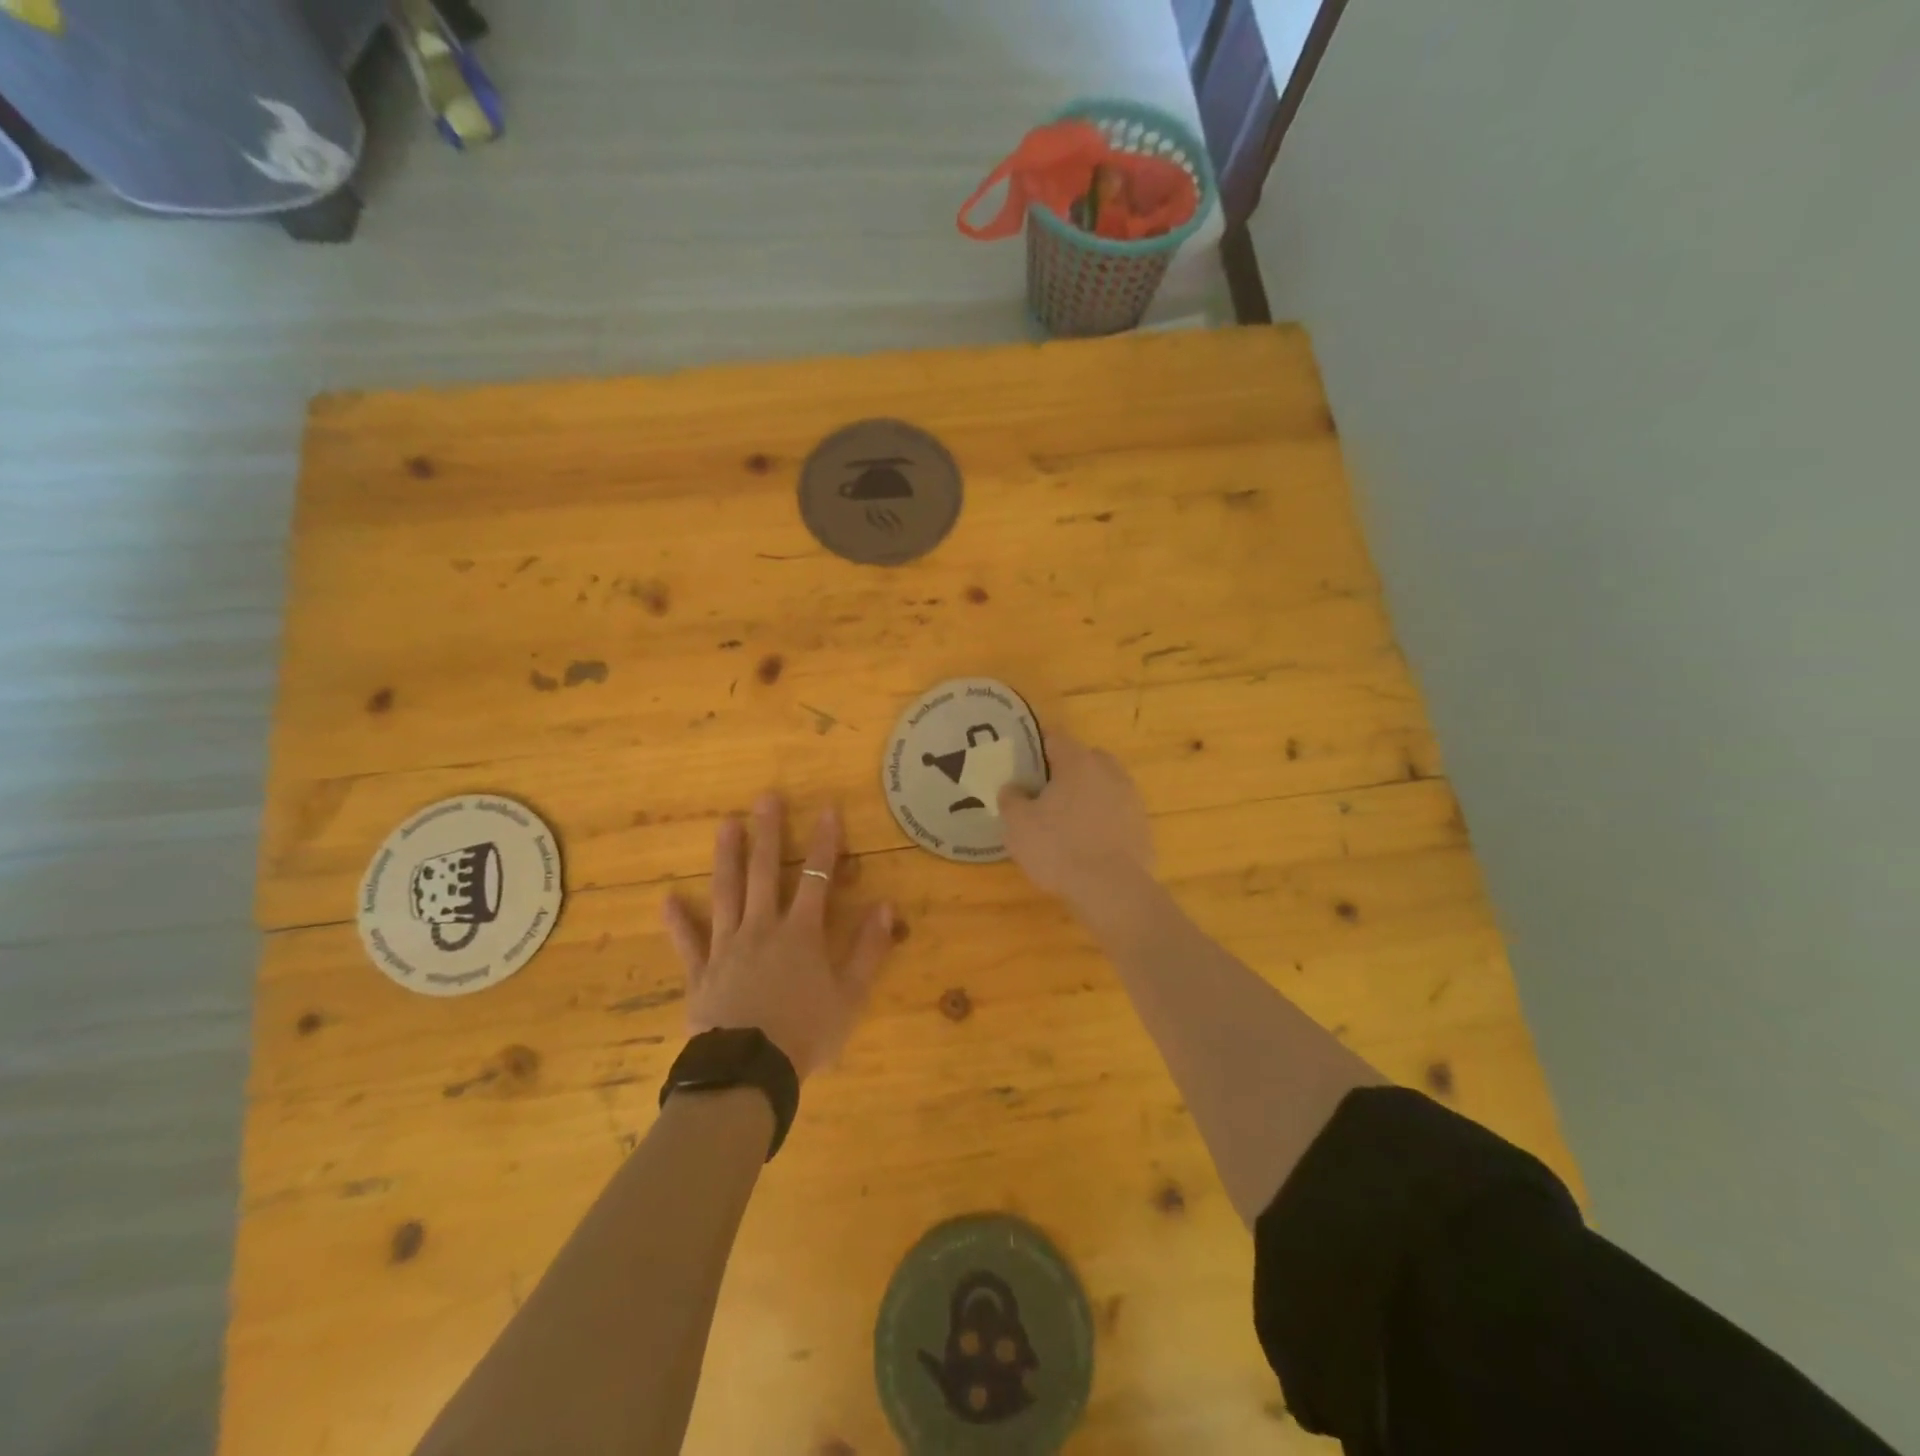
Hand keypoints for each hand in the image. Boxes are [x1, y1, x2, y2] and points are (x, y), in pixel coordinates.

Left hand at [663, 796, 894, 1078]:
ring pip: (726, 894)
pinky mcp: (701, 973)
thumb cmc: (806, 1033)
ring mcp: (727, 947)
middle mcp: (762, 928)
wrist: (749, 1071)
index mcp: (801, 933)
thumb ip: (869, 949)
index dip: (825, 843)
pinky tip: (668, 899)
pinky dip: (678, 921)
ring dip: (727, 858)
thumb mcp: (850, 996)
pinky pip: (688, 942)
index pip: (817, 877)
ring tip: (725, 825)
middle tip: (765, 799)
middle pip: (766, 873)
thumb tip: (887, 906)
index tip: (828, 809)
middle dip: (769, 833)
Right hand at [998, 732, 1155, 912]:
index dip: (1035, 746)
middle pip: (1083, 759)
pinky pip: (1116, 813)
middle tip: (1043, 793)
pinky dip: (1102, 821)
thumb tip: (1013, 788)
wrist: (1113, 890)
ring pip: (1103, 786)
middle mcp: (1109, 771)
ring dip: (1086, 796)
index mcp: (1078, 762)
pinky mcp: (1143, 826)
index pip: (1054, 737)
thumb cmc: (1059, 848)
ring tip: (1065, 822)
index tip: (1020, 761)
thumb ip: (1011, 799)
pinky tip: (1087, 844)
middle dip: (1064, 770)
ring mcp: (1131, 798)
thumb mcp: (1018, 824)